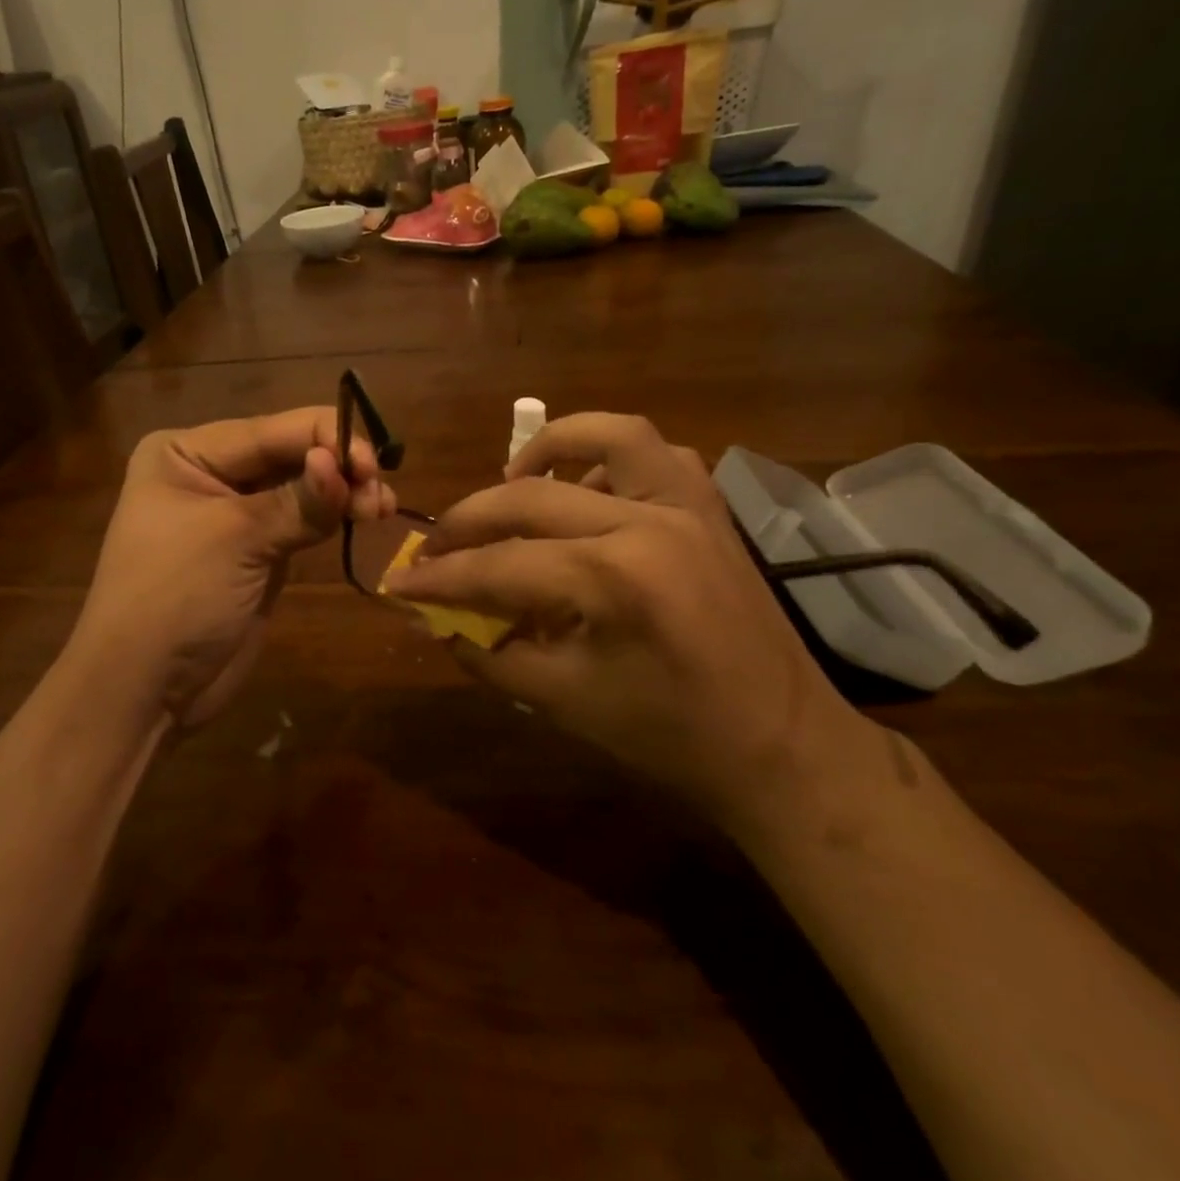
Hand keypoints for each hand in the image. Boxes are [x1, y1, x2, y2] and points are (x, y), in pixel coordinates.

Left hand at [72, 406, 395, 725]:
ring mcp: (236, 514)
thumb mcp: (236, 540)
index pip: (270, 431)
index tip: (373, 465)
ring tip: (381, 508)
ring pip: (302, 487)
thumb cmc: (175, 598)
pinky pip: (303, 521)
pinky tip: (364, 517)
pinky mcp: (258, 551)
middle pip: (289, 454)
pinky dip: (334, 517)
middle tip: (381, 494)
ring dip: (344, 493)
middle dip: (339, 468)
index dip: (327, 439)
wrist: (145, 690)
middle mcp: (210, 473)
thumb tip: (344, 462)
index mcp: (185, 453)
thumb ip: (299, 501)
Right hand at [383, 413, 868, 822]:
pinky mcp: (711, 510)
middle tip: (434, 547)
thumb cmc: (670, 738)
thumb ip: (489, 652)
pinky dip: (611, 458)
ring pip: (610, 435)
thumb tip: (434, 620)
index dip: (439, 578)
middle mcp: (650, 522)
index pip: (498, 567)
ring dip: (549, 448)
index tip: (397, 583)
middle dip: (468, 520)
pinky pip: (657, 455)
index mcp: (614, 580)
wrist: (781, 746)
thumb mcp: (563, 702)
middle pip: (532, 497)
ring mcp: (689, 507)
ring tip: (511, 480)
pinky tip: (587, 490)